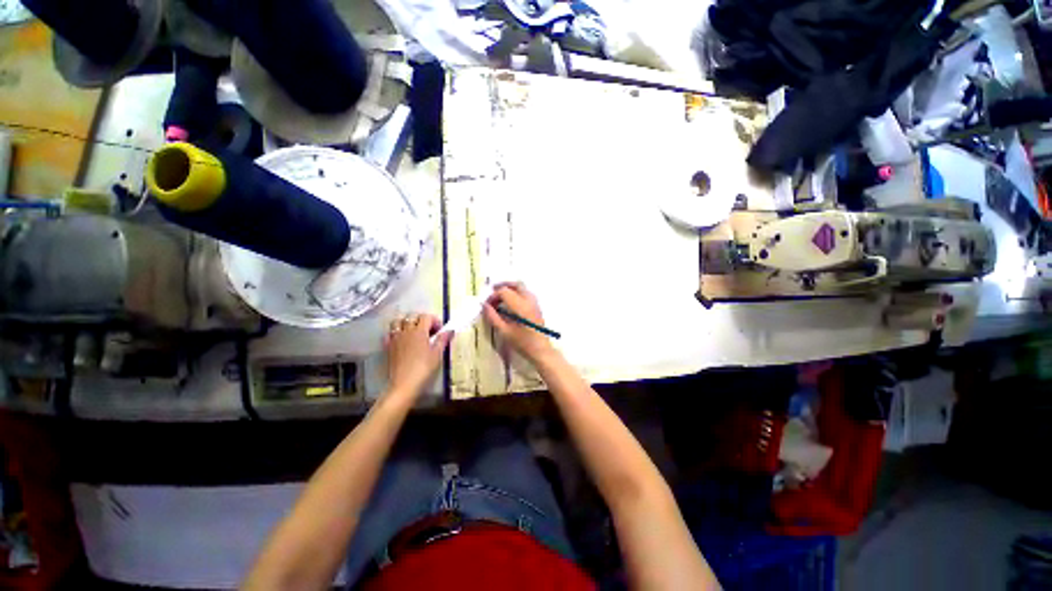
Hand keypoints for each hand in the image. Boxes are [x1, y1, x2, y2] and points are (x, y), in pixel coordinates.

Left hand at [385, 313, 450, 398]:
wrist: (404, 384)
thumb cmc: (424, 368)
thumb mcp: (437, 354)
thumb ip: (442, 340)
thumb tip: (450, 330)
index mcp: (419, 331)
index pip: (426, 317)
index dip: (434, 320)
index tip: (440, 330)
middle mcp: (406, 331)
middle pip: (411, 316)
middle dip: (421, 319)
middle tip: (428, 330)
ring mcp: (395, 338)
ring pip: (397, 322)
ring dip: (406, 323)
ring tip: (413, 331)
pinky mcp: (388, 347)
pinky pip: (389, 333)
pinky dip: (395, 332)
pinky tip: (401, 339)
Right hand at [483, 282, 555, 361]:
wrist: (541, 350)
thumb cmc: (522, 343)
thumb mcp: (504, 332)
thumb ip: (493, 317)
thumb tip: (485, 306)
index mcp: (520, 306)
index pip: (504, 292)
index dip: (493, 296)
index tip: (487, 304)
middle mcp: (529, 300)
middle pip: (516, 284)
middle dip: (503, 286)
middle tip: (492, 291)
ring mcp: (535, 303)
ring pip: (522, 288)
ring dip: (510, 289)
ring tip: (500, 297)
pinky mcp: (537, 307)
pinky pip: (526, 293)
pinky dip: (516, 293)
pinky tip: (510, 303)